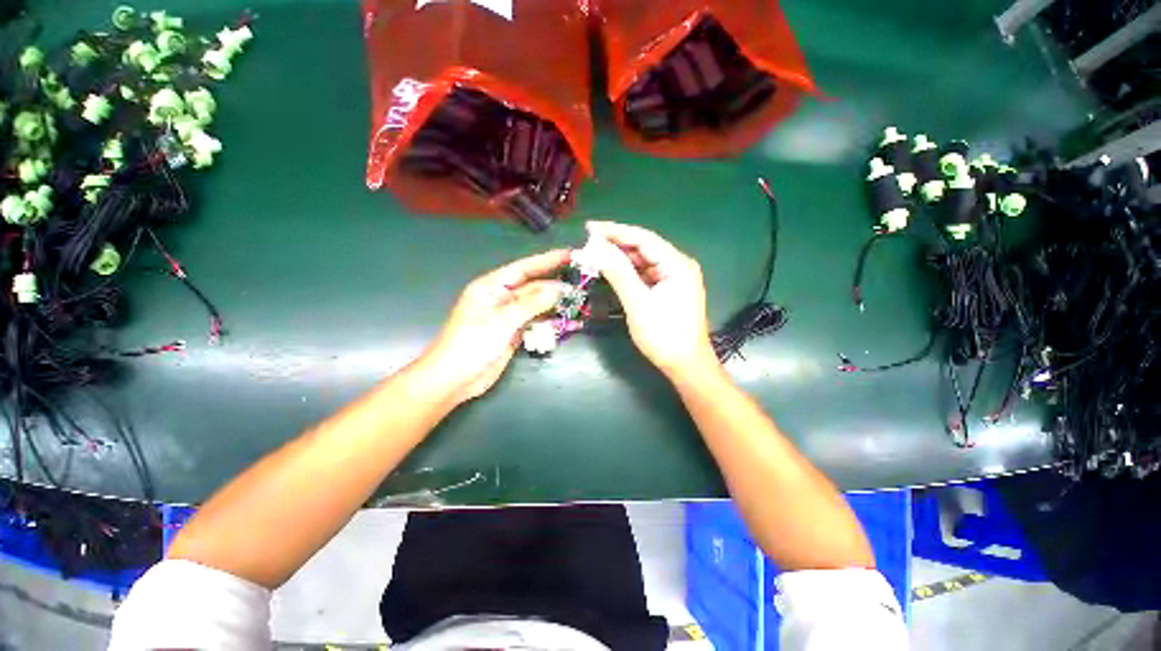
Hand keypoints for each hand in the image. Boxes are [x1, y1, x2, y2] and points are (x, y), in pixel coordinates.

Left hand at [420, 250, 568, 404]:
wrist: (454, 379)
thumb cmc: (472, 343)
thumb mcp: (502, 320)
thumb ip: (531, 303)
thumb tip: (559, 288)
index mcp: (492, 286)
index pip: (524, 268)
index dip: (548, 260)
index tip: (571, 254)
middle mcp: (501, 298)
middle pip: (533, 286)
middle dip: (556, 284)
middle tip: (582, 281)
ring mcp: (508, 317)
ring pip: (536, 305)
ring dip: (555, 304)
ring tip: (579, 301)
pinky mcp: (513, 333)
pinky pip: (535, 323)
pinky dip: (550, 322)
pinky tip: (566, 321)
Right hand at [585, 221, 717, 378]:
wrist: (686, 366)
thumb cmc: (664, 336)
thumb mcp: (638, 304)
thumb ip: (618, 273)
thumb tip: (595, 247)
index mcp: (677, 264)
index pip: (643, 238)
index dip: (615, 231)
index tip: (589, 228)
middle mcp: (678, 265)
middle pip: (643, 247)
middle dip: (615, 243)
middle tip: (588, 242)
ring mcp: (673, 278)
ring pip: (642, 260)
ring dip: (619, 257)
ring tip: (594, 254)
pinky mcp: (667, 289)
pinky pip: (644, 274)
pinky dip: (627, 271)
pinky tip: (611, 269)